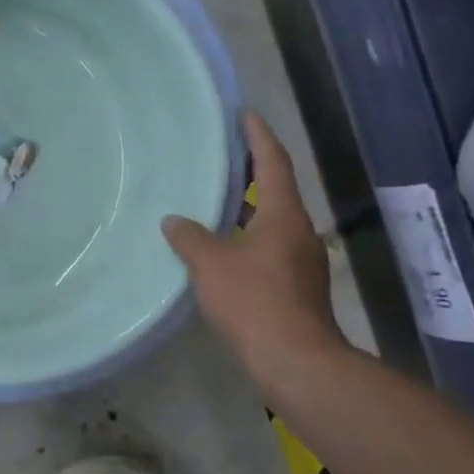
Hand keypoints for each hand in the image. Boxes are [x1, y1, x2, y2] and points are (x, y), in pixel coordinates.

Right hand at [162, 111, 345, 379]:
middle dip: (253, 170)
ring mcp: (301, 260)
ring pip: (272, 221)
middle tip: (223, 153)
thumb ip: (190, 237)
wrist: (294, 360)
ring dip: (248, 206)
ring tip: (217, 198)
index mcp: (283, 216)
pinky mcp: (295, 285)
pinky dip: (247, 236)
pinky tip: (222, 246)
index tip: (245, 114)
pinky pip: (268, 246)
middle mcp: (299, 232)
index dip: (259, 136)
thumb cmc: (254, 300)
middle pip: (276, 190)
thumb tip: (173, 221)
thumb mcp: (210, 264)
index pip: (273, 163)